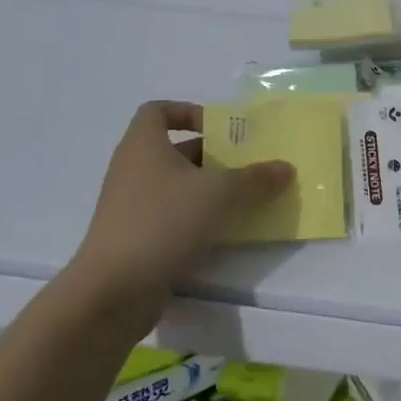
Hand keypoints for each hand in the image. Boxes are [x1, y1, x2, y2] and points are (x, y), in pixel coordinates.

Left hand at [70, 101, 292, 300]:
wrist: (115, 289)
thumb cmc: (164, 221)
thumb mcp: (220, 194)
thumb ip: (256, 179)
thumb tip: (285, 168)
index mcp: (144, 145)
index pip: (158, 111)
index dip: (188, 111)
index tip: (219, 128)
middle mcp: (133, 169)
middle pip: (176, 150)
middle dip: (214, 156)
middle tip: (249, 166)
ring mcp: (132, 206)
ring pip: (177, 186)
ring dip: (210, 190)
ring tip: (246, 199)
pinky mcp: (137, 237)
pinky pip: (173, 216)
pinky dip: (198, 218)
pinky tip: (226, 232)